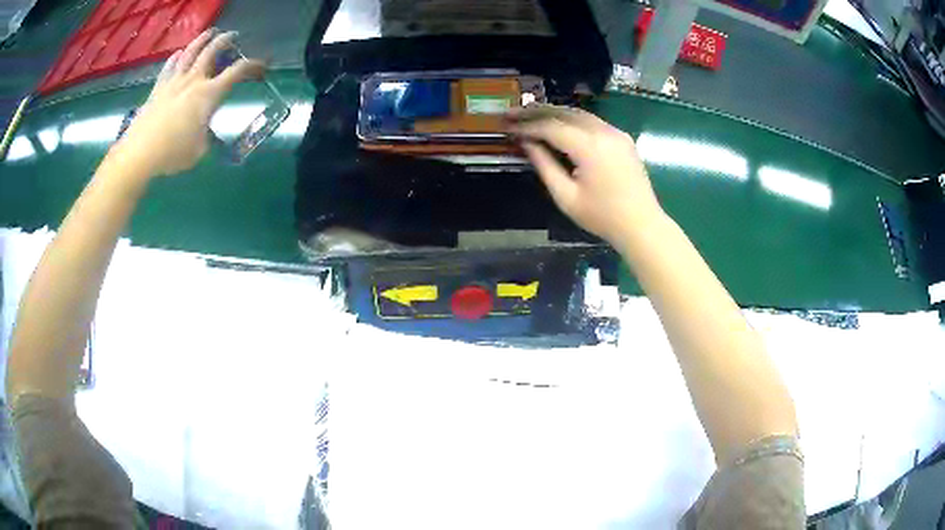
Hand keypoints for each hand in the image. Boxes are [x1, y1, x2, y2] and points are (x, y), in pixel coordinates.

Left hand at [119, 29, 264, 176]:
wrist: (140, 153)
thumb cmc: (173, 153)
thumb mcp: (199, 150)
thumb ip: (205, 136)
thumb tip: (204, 133)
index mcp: (209, 94)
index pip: (237, 72)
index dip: (252, 65)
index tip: (260, 66)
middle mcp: (194, 81)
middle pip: (212, 50)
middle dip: (226, 40)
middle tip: (233, 36)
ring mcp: (174, 82)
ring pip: (190, 52)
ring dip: (202, 39)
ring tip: (209, 33)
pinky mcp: (158, 89)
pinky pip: (169, 67)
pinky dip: (176, 58)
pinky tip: (178, 54)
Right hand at [509, 104, 662, 244]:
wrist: (642, 225)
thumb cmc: (602, 217)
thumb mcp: (566, 196)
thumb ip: (544, 165)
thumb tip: (527, 143)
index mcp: (589, 146)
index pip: (550, 127)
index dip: (526, 125)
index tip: (506, 126)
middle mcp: (603, 131)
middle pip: (564, 112)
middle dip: (536, 112)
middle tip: (512, 114)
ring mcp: (615, 132)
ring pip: (578, 113)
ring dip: (553, 113)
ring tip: (529, 116)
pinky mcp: (622, 137)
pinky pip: (591, 121)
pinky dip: (570, 119)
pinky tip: (557, 125)